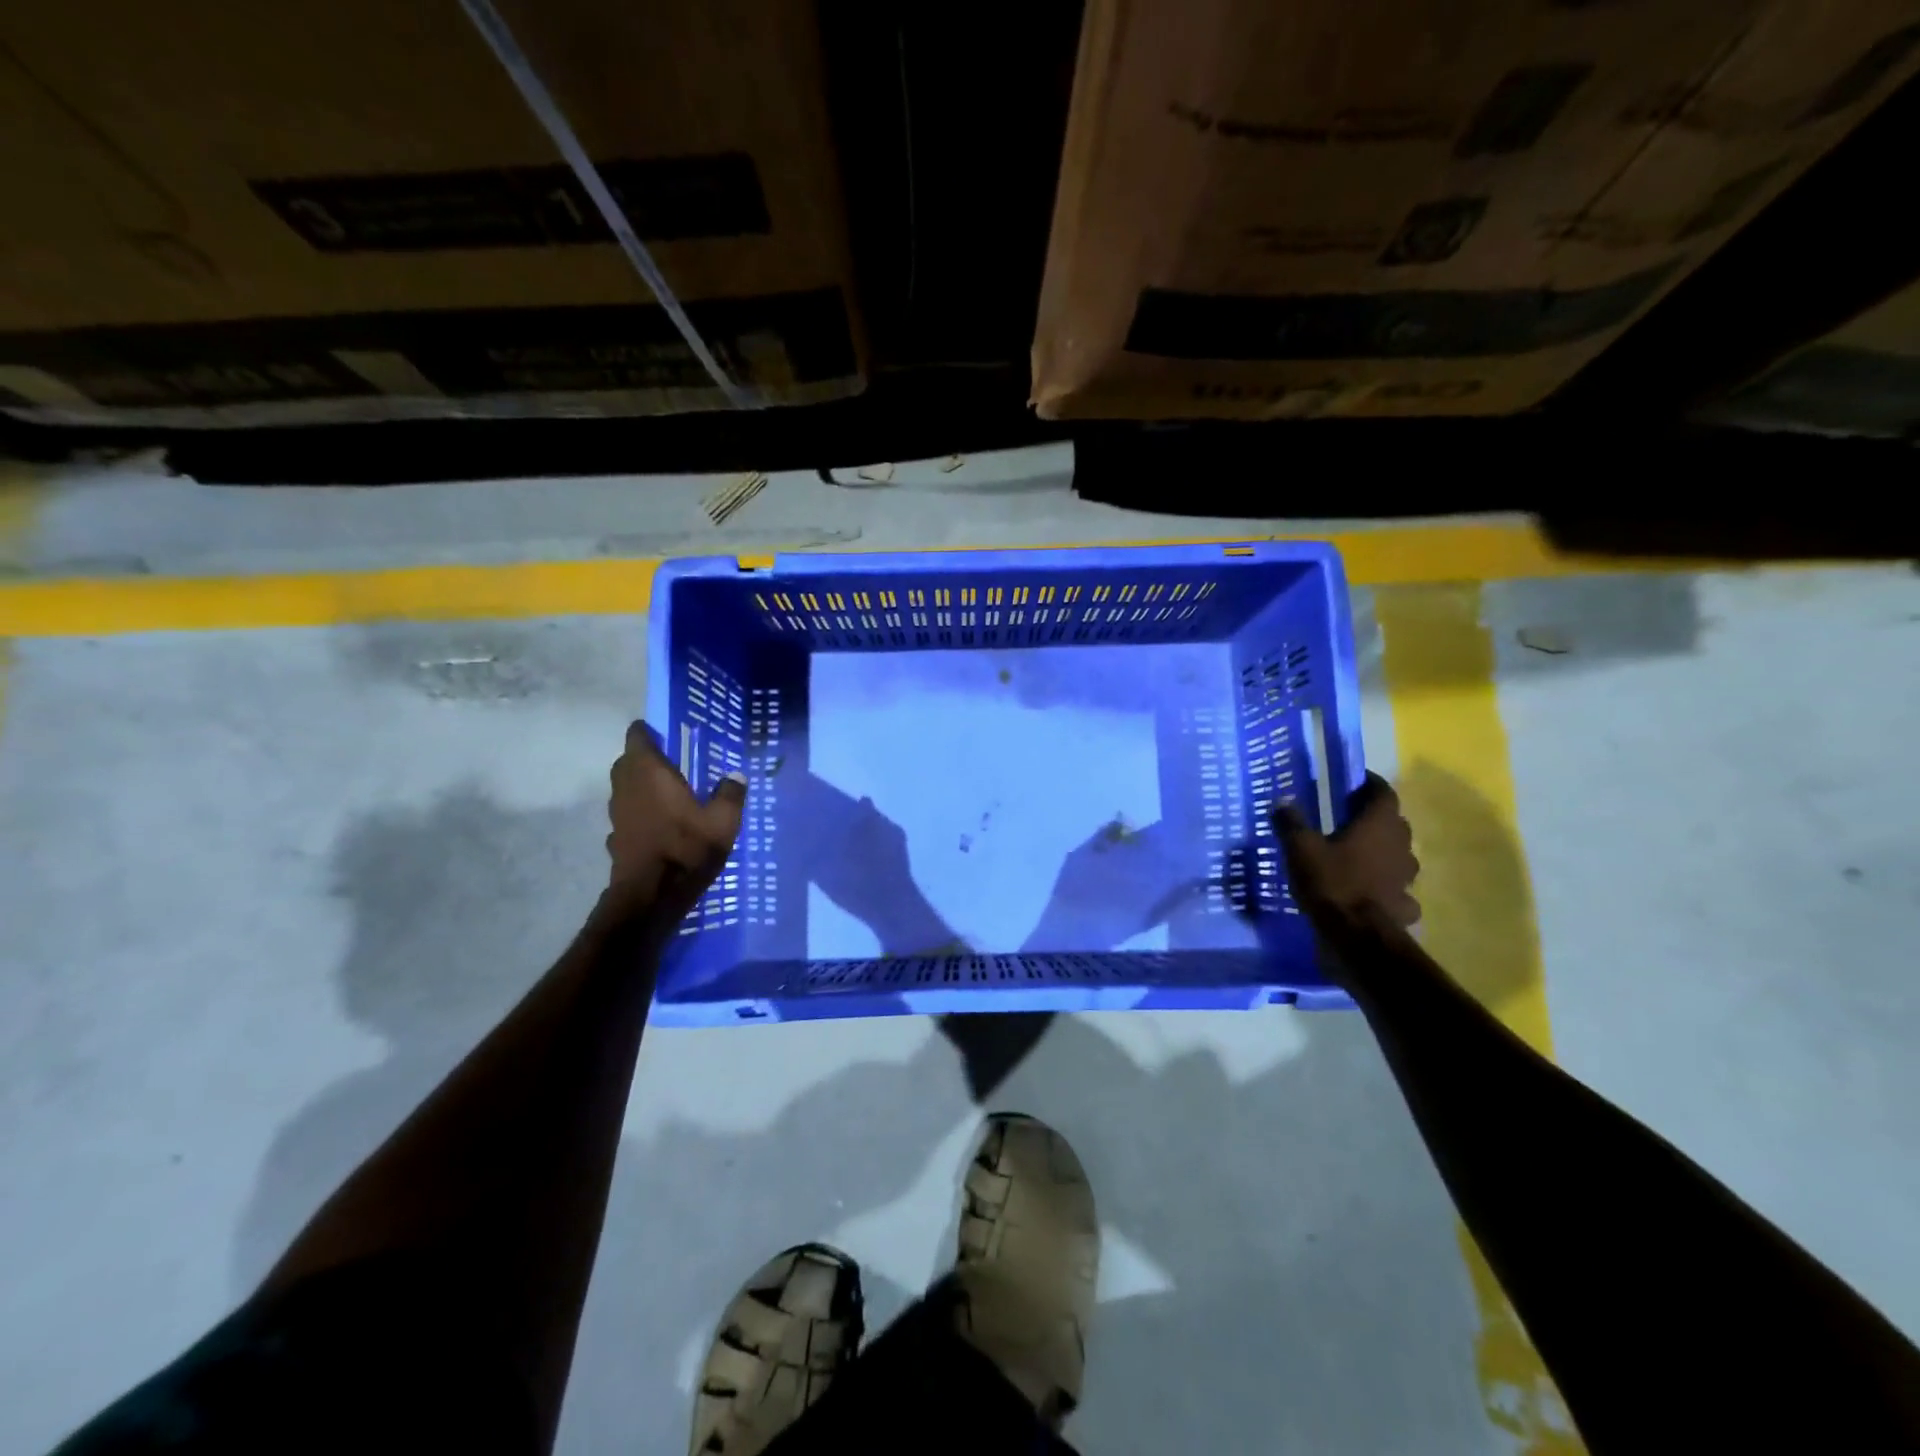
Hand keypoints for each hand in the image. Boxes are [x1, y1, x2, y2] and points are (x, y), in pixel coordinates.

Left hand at [604, 722, 745, 922]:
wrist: (650, 897)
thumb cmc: (686, 849)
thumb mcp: (723, 822)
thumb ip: (730, 795)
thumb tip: (736, 775)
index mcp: (650, 772)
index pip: (637, 736)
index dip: (649, 732)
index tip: (667, 735)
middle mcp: (627, 786)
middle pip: (627, 761)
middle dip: (645, 759)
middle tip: (673, 764)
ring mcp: (617, 813)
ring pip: (624, 788)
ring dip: (640, 786)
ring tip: (668, 794)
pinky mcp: (615, 837)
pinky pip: (626, 814)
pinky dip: (638, 813)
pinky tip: (658, 826)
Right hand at [1276, 773, 1420, 930]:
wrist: (1357, 935)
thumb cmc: (1331, 882)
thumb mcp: (1300, 848)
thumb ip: (1291, 823)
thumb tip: (1282, 802)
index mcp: (1378, 825)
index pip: (1384, 793)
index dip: (1371, 784)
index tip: (1356, 781)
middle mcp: (1400, 846)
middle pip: (1394, 823)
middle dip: (1375, 818)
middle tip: (1350, 818)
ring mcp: (1406, 877)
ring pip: (1400, 855)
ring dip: (1384, 852)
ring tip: (1360, 855)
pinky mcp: (1404, 904)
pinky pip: (1399, 888)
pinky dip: (1388, 886)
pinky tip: (1372, 892)